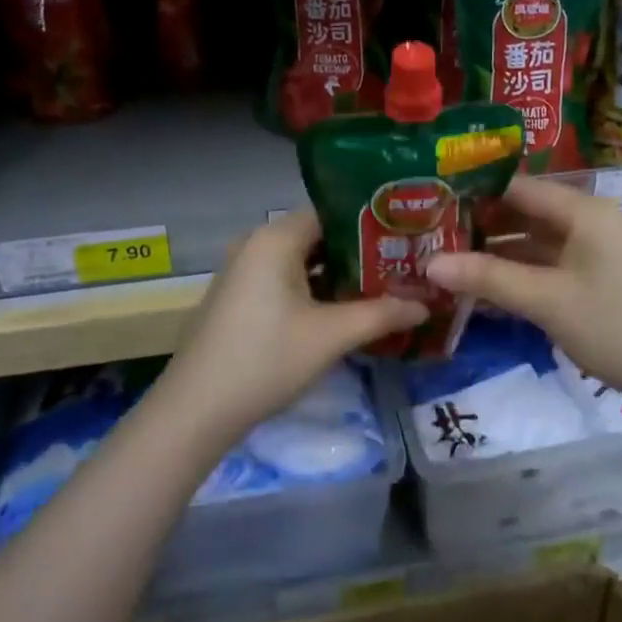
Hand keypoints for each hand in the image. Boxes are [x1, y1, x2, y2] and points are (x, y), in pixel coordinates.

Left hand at [156, 210, 426, 444]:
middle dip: (360, 251)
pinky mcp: (240, 295)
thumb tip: (426, 304)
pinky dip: (314, 287)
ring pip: (302, 259)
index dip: (371, 222)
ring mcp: (244, 269)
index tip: (405, 236)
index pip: (332, 211)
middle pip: (318, 234)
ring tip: (383, 285)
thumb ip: (381, 315)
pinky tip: (343, 308)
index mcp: (276, 237)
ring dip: (338, 273)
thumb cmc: (266, 360)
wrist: (196, 409)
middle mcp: (257, 242)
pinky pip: (286, 277)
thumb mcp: (330, 336)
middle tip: (403, 263)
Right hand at [425, 177, 621, 420]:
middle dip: (482, 225)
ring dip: (498, 253)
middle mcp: (591, 220)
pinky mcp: (599, 278)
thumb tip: (428, 263)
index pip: (519, 186)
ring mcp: (597, 251)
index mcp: (584, 210)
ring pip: (536, 242)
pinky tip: (484, 288)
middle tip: (432, 234)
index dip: (475, 192)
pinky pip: (550, 265)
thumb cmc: (616, 328)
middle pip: (526, 213)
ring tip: (448, 260)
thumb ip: (487, 278)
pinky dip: (520, 273)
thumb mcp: (547, 302)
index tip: (432, 202)